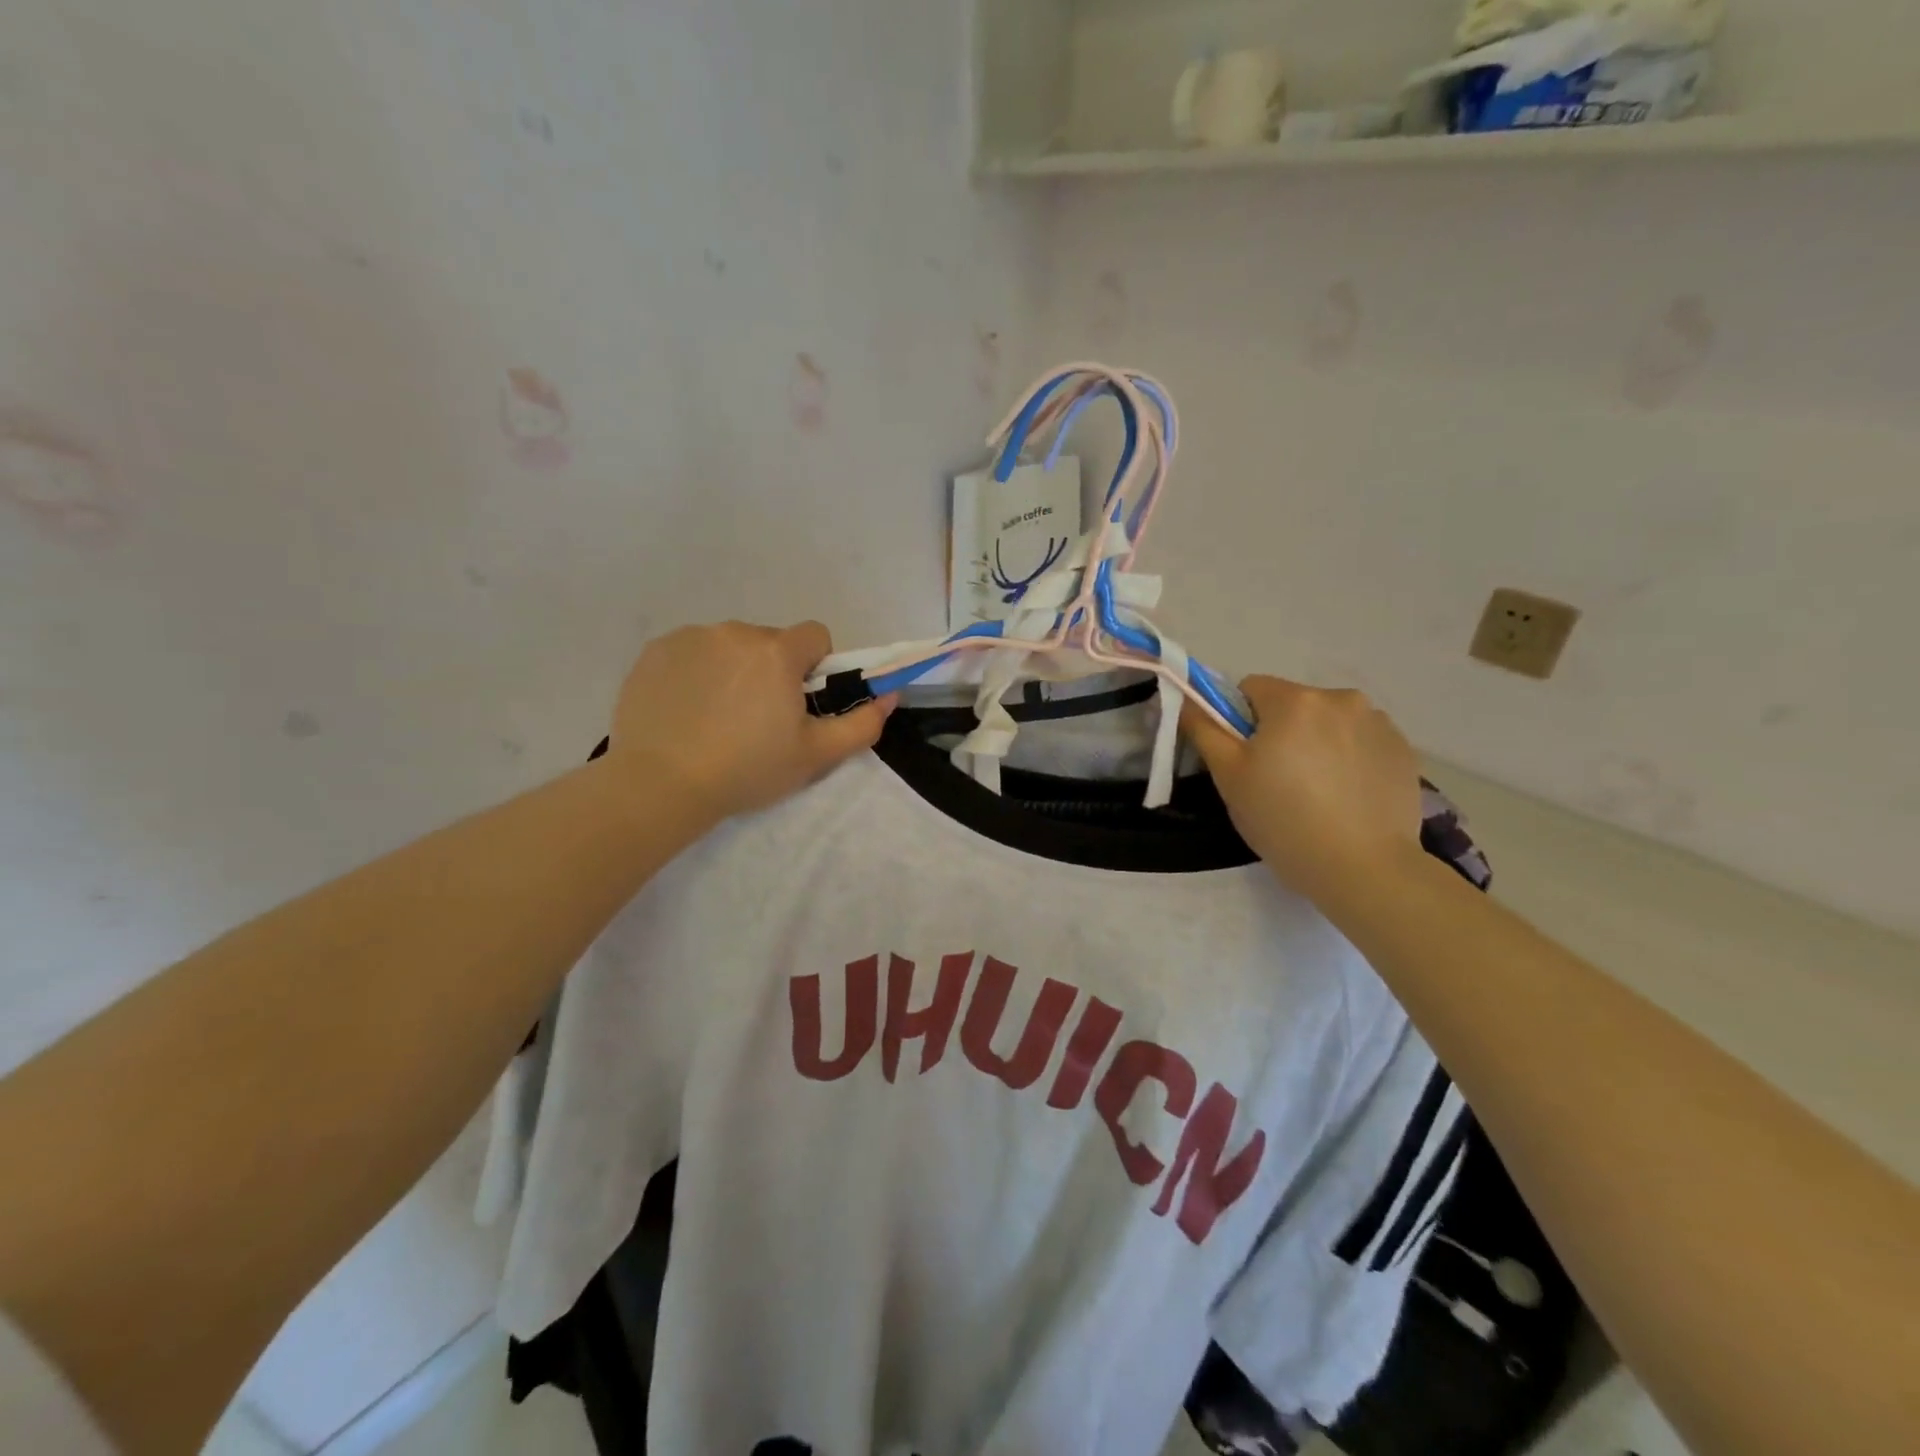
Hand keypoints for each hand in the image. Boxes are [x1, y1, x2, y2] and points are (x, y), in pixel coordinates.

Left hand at [606, 620, 893, 823]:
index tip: (799, 702)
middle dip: (772, 671)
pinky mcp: (654, 651)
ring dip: (733, 669)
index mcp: (777, 651)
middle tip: (757, 719)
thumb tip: (890, 696)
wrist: (660, 784)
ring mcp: (690, 638)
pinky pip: (690, 651)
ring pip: (729, 646)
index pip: (814, 635)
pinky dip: (695, 672)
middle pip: (770, 642)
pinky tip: (685, 711)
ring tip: (716, 718)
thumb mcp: (816, 756)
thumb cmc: (747, 769)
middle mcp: (735, 632)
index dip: (815, 668)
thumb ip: (862, 724)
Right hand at [1183, 676, 1425, 912]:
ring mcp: (1379, 723)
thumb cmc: (1283, 820)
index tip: (1246, 760)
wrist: (1363, 868)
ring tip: (1318, 792)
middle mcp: (1341, 698)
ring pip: (1329, 722)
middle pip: (1293, 704)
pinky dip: (1349, 759)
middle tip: (1278, 781)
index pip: (1251, 688)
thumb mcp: (1229, 777)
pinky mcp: (1404, 751)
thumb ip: (1204, 729)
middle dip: (1281, 732)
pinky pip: (1361, 742)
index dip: (1239, 722)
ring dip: (1318, 743)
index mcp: (1294, 700)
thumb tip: (1188, 699)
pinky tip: (1347, 797)